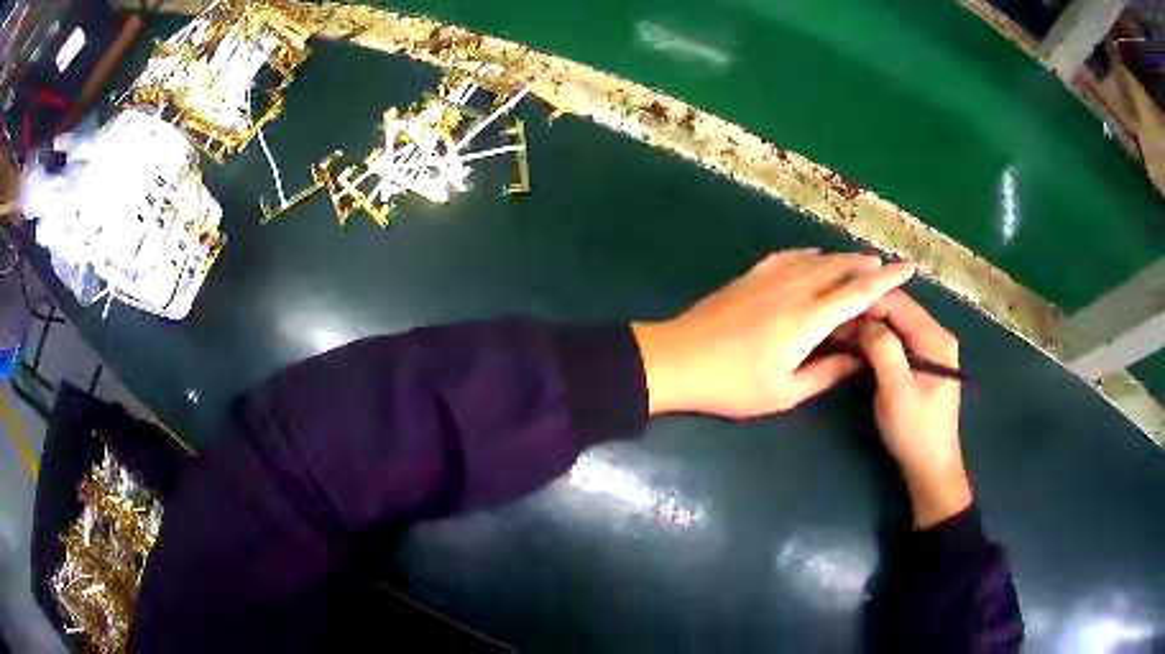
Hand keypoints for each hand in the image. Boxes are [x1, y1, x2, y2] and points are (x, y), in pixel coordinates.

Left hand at [632, 249, 914, 417]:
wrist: (678, 359)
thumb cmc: (733, 385)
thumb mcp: (785, 392)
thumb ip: (826, 374)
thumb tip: (857, 359)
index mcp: (809, 319)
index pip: (858, 292)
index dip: (887, 279)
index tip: (908, 267)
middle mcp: (795, 289)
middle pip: (840, 268)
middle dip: (866, 265)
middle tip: (885, 267)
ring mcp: (770, 278)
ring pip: (816, 259)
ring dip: (841, 258)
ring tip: (859, 261)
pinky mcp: (751, 276)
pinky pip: (788, 256)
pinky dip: (809, 255)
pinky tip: (814, 257)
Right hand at [859, 291, 970, 527]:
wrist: (930, 468)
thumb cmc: (915, 431)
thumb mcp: (896, 391)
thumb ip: (883, 349)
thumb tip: (863, 321)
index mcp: (935, 338)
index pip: (899, 302)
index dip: (867, 301)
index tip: (836, 306)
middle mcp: (936, 335)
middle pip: (898, 310)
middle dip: (866, 312)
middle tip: (833, 320)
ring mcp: (930, 349)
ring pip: (895, 324)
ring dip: (869, 325)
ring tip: (839, 330)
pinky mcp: (921, 362)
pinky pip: (897, 340)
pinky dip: (876, 339)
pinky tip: (856, 344)